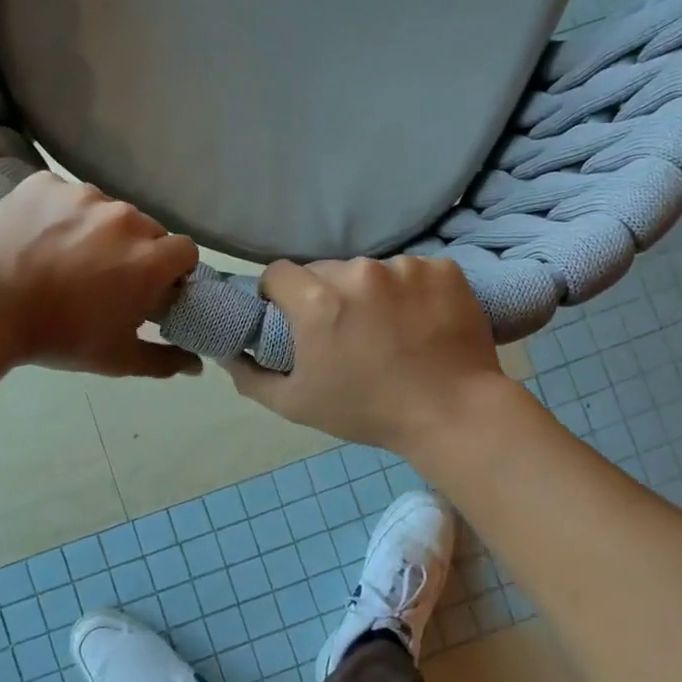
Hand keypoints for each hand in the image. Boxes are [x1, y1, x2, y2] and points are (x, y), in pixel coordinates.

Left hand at [0, 173, 200, 378]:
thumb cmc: (57, 336)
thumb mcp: (116, 359)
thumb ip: (164, 360)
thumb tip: (197, 365)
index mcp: (149, 259)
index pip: (185, 251)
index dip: (172, 270)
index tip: (152, 287)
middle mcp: (125, 217)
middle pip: (147, 229)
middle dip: (136, 251)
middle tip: (106, 276)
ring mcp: (83, 194)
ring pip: (107, 210)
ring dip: (98, 230)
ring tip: (66, 256)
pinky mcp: (46, 182)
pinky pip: (67, 195)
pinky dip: (61, 214)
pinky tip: (39, 238)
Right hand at [223, 256, 510, 452]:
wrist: (454, 414)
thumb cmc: (369, 412)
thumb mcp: (296, 405)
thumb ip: (251, 376)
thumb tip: (227, 352)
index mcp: (317, 301)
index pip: (277, 273)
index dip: (278, 295)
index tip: (291, 319)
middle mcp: (358, 272)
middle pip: (324, 270)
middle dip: (324, 295)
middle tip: (343, 331)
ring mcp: (405, 266)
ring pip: (370, 271)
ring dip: (370, 293)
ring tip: (389, 330)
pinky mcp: (443, 268)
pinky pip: (413, 271)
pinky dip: (412, 291)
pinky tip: (421, 321)